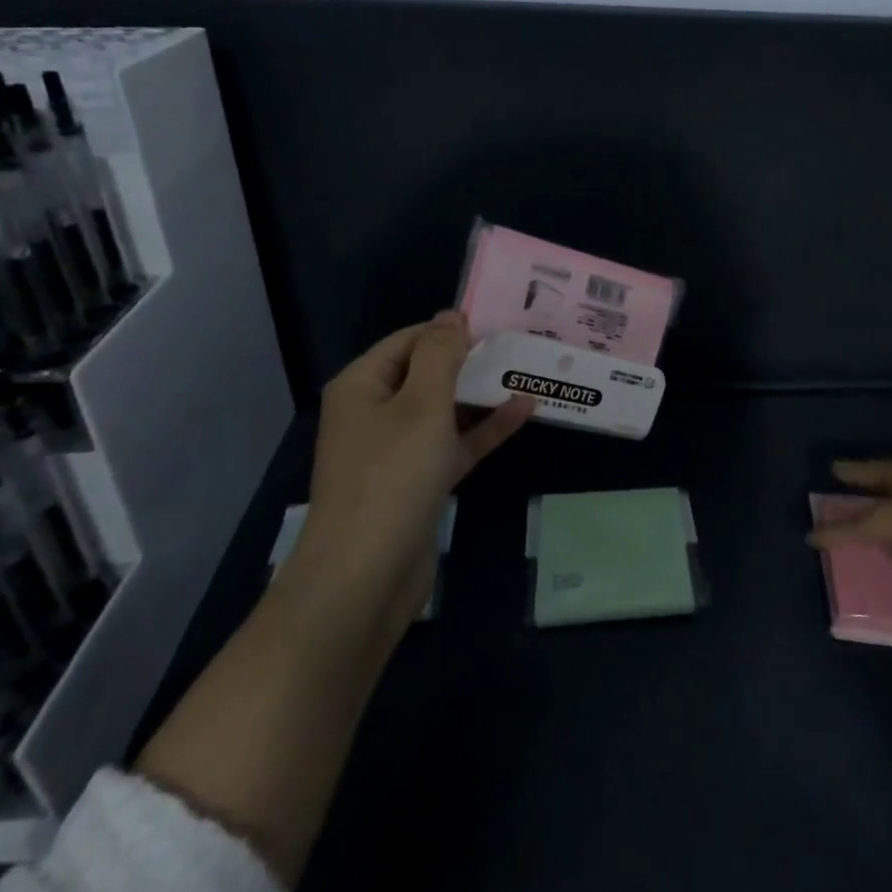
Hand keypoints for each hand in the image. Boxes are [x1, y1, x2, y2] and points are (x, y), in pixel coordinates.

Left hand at [300, 310, 534, 595]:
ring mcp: (396, 450)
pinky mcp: (418, 482)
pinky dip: (484, 429)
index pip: (410, 339)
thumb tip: (451, 315)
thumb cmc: (392, 476)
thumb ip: (440, 354)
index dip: (451, 330)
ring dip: (483, 394)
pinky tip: (524, 411)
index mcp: (363, 385)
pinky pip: (454, 443)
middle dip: (472, 361)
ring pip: (445, 410)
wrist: (366, 577)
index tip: (499, 324)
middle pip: (428, 373)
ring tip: (528, 373)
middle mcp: (375, 412)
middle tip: (521, 345)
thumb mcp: (421, 403)